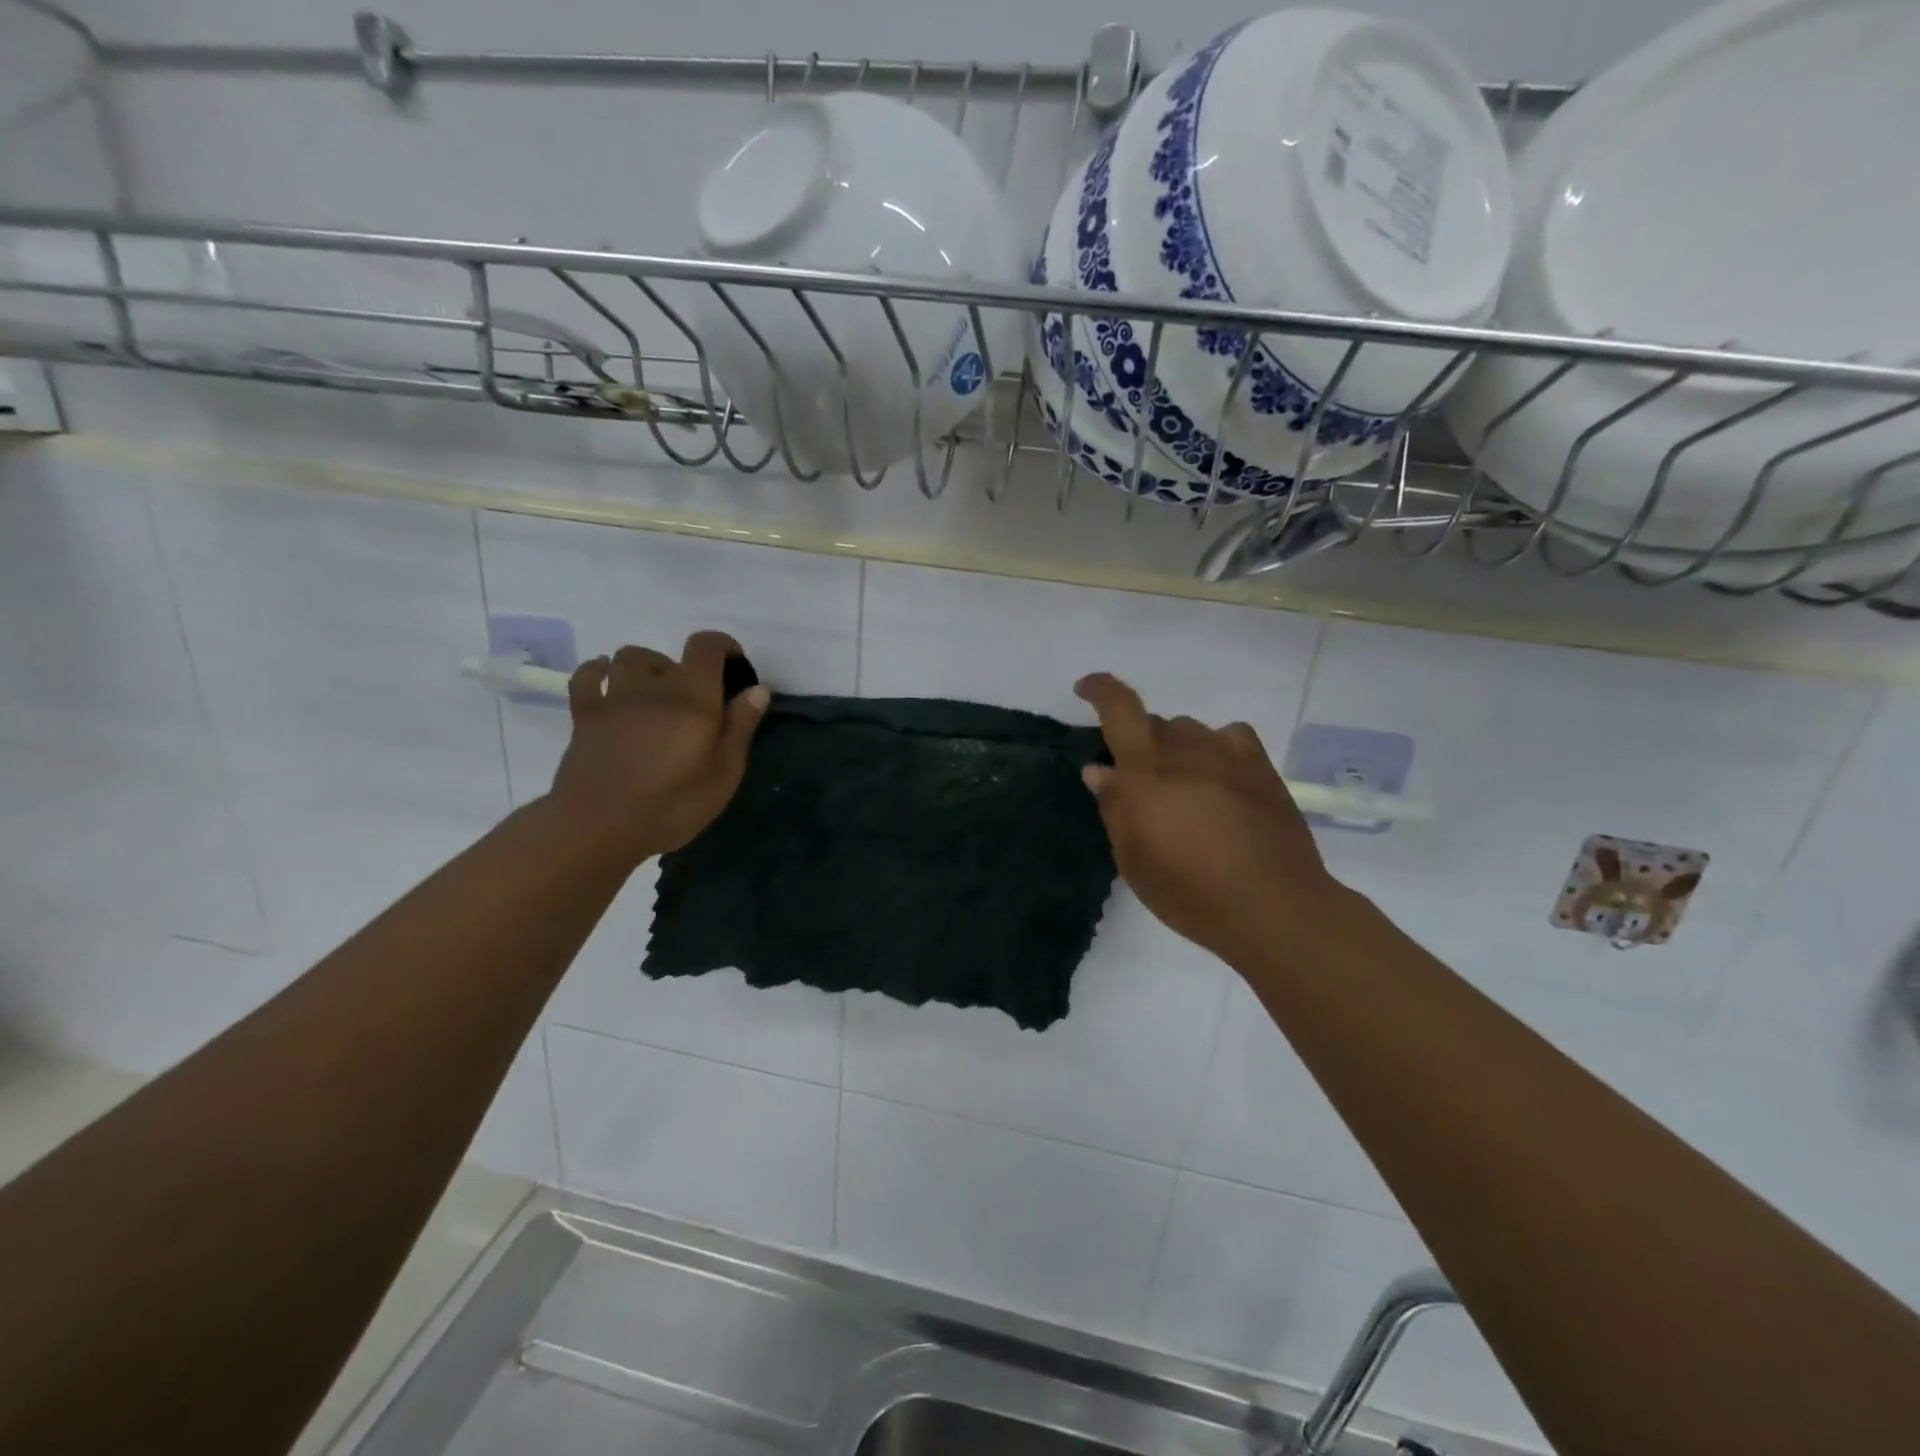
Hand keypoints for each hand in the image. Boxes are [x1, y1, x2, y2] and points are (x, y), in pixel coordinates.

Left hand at [548, 631, 769, 866]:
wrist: (598, 827)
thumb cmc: (671, 806)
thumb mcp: (724, 774)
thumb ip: (740, 727)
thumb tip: (757, 689)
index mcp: (693, 698)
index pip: (706, 646)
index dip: (724, 646)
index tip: (735, 667)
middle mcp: (653, 687)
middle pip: (671, 655)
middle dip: (690, 670)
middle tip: (699, 703)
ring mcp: (614, 698)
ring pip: (630, 657)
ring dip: (648, 667)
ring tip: (658, 693)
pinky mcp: (585, 714)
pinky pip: (588, 675)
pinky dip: (600, 671)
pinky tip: (610, 684)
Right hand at [1075, 672, 1342, 967]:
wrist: (1272, 906)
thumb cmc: (1190, 892)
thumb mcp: (1134, 860)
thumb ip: (1114, 808)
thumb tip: (1099, 770)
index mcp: (1146, 770)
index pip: (1120, 709)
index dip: (1101, 689)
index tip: (1086, 688)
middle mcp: (1186, 750)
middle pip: (1153, 723)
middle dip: (1137, 743)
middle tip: (1138, 783)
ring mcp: (1228, 754)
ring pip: (1189, 731)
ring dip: (1175, 749)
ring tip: (1180, 786)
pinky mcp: (1261, 767)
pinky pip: (1230, 737)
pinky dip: (1216, 748)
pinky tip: (1219, 775)